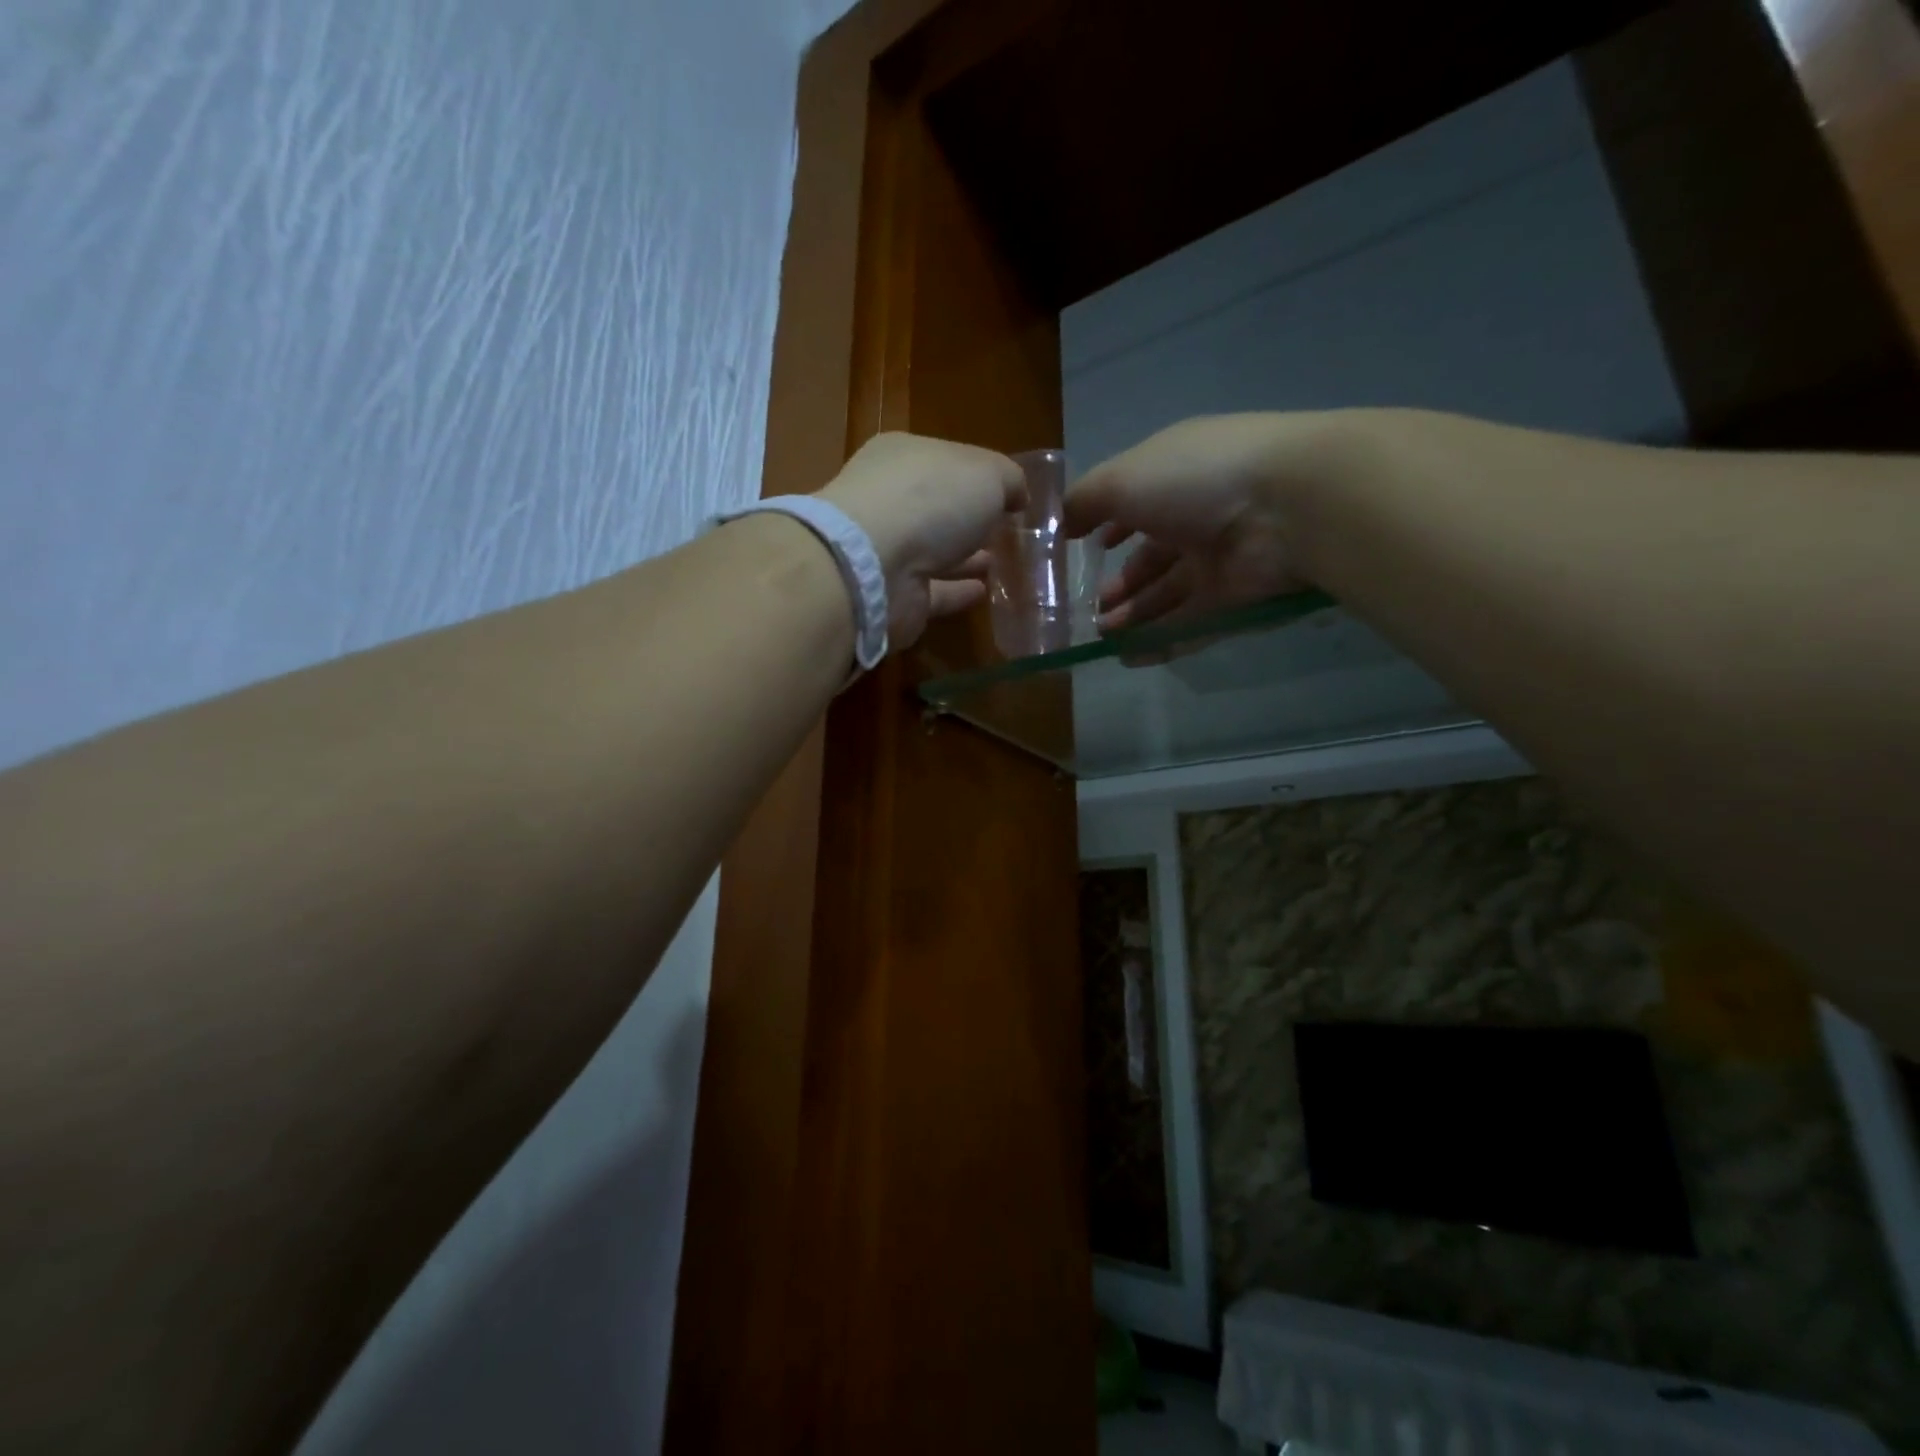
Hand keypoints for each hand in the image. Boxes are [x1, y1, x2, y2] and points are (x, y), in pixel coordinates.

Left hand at [819, 432, 1025, 650]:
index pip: (946, 461)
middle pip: (937, 508)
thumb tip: (1018, 496)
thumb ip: (1009, 480)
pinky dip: (957, 591)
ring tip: (1000, 561)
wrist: (873, 567)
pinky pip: (933, 591)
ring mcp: (888, 551)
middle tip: (1005, 531)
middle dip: (969, 518)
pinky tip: (984, 592)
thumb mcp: (987, 473)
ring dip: (964, 556)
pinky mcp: (895, 595)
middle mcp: (890, 501)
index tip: (1010, 494)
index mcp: (904, 458)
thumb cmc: (930, 501)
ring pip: (934, 552)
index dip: (979, 475)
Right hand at [1064, 413, 1326, 631]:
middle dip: (1120, 584)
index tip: (1081, 548)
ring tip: (1102, 635)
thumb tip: (1061, 522)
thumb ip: (1085, 502)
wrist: (1286, 506)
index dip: (1109, 526)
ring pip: (1168, 595)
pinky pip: (1189, 623)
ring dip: (1133, 615)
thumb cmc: (1195, 478)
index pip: (1137, 504)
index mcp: (1174, 478)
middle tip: (1091, 610)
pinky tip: (1129, 656)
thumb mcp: (1122, 479)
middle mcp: (1197, 517)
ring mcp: (1218, 560)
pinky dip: (1159, 640)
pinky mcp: (1234, 599)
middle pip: (1152, 558)